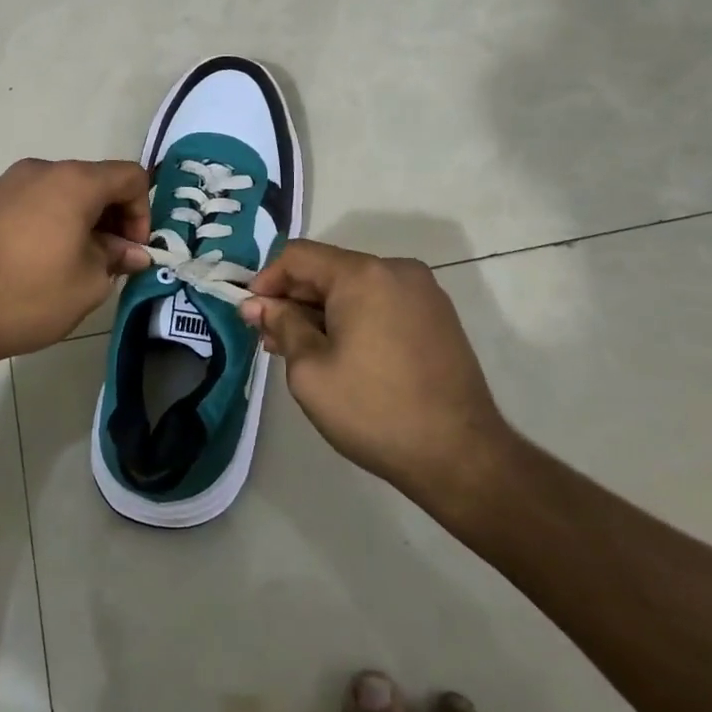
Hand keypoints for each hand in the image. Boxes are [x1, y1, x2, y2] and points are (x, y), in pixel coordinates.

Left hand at [0, 158, 151, 373]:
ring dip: (81, 220)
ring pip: (62, 192)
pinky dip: (50, 222)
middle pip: (95, 181)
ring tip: (75, 263)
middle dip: (112, 217)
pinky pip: (32, 202)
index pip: (130, 177)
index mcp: (73, 182)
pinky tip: (40, 261)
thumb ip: (117, 259)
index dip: (143, 212)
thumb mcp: (88, 284)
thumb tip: (133, 252)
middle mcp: (40, 170)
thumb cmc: (27, 296)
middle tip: (110, 260)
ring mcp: (6, 183)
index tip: (132, 251)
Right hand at [241, 241, 512, 505]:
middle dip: (294, 300)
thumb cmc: (374, 410)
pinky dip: (354, 320)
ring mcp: (423, 293)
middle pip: (328, 270)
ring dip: (322, 312)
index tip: (251, 315)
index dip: (267, 280)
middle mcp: (397, 271)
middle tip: (270, 340)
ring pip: (355, 288)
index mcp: (364, 274)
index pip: (298, 256)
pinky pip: (382, 304)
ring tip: (301, 352)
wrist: (460, 456)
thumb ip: (281, 326)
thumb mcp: (310, 370)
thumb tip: (257, 304)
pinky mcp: (438, 317)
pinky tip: (341, 355)